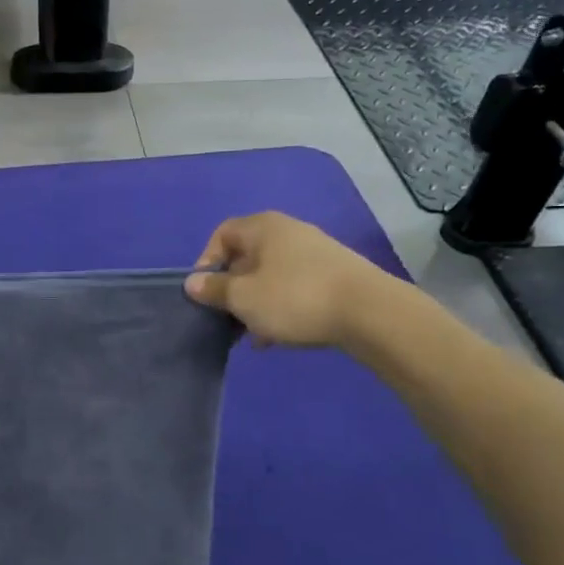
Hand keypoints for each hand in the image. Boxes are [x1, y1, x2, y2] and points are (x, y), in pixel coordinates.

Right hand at [184, 212, 388, 349]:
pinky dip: (281, 308)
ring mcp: (314, 253)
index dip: (207, 261)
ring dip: (256, 303)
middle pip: (247, 257)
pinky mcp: (334, 276)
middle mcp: (288, 232)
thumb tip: (192, 282)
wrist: (370, 313)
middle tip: (226, 317)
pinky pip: (294, 288)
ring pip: (270, 276)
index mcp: (263, 227)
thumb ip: (214, 289)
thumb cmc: (294, 298)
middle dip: (232, 288)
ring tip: (252, 334)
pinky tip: (279, 336)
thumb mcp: (244, 297)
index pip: (222, 234)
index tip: (204, 292)